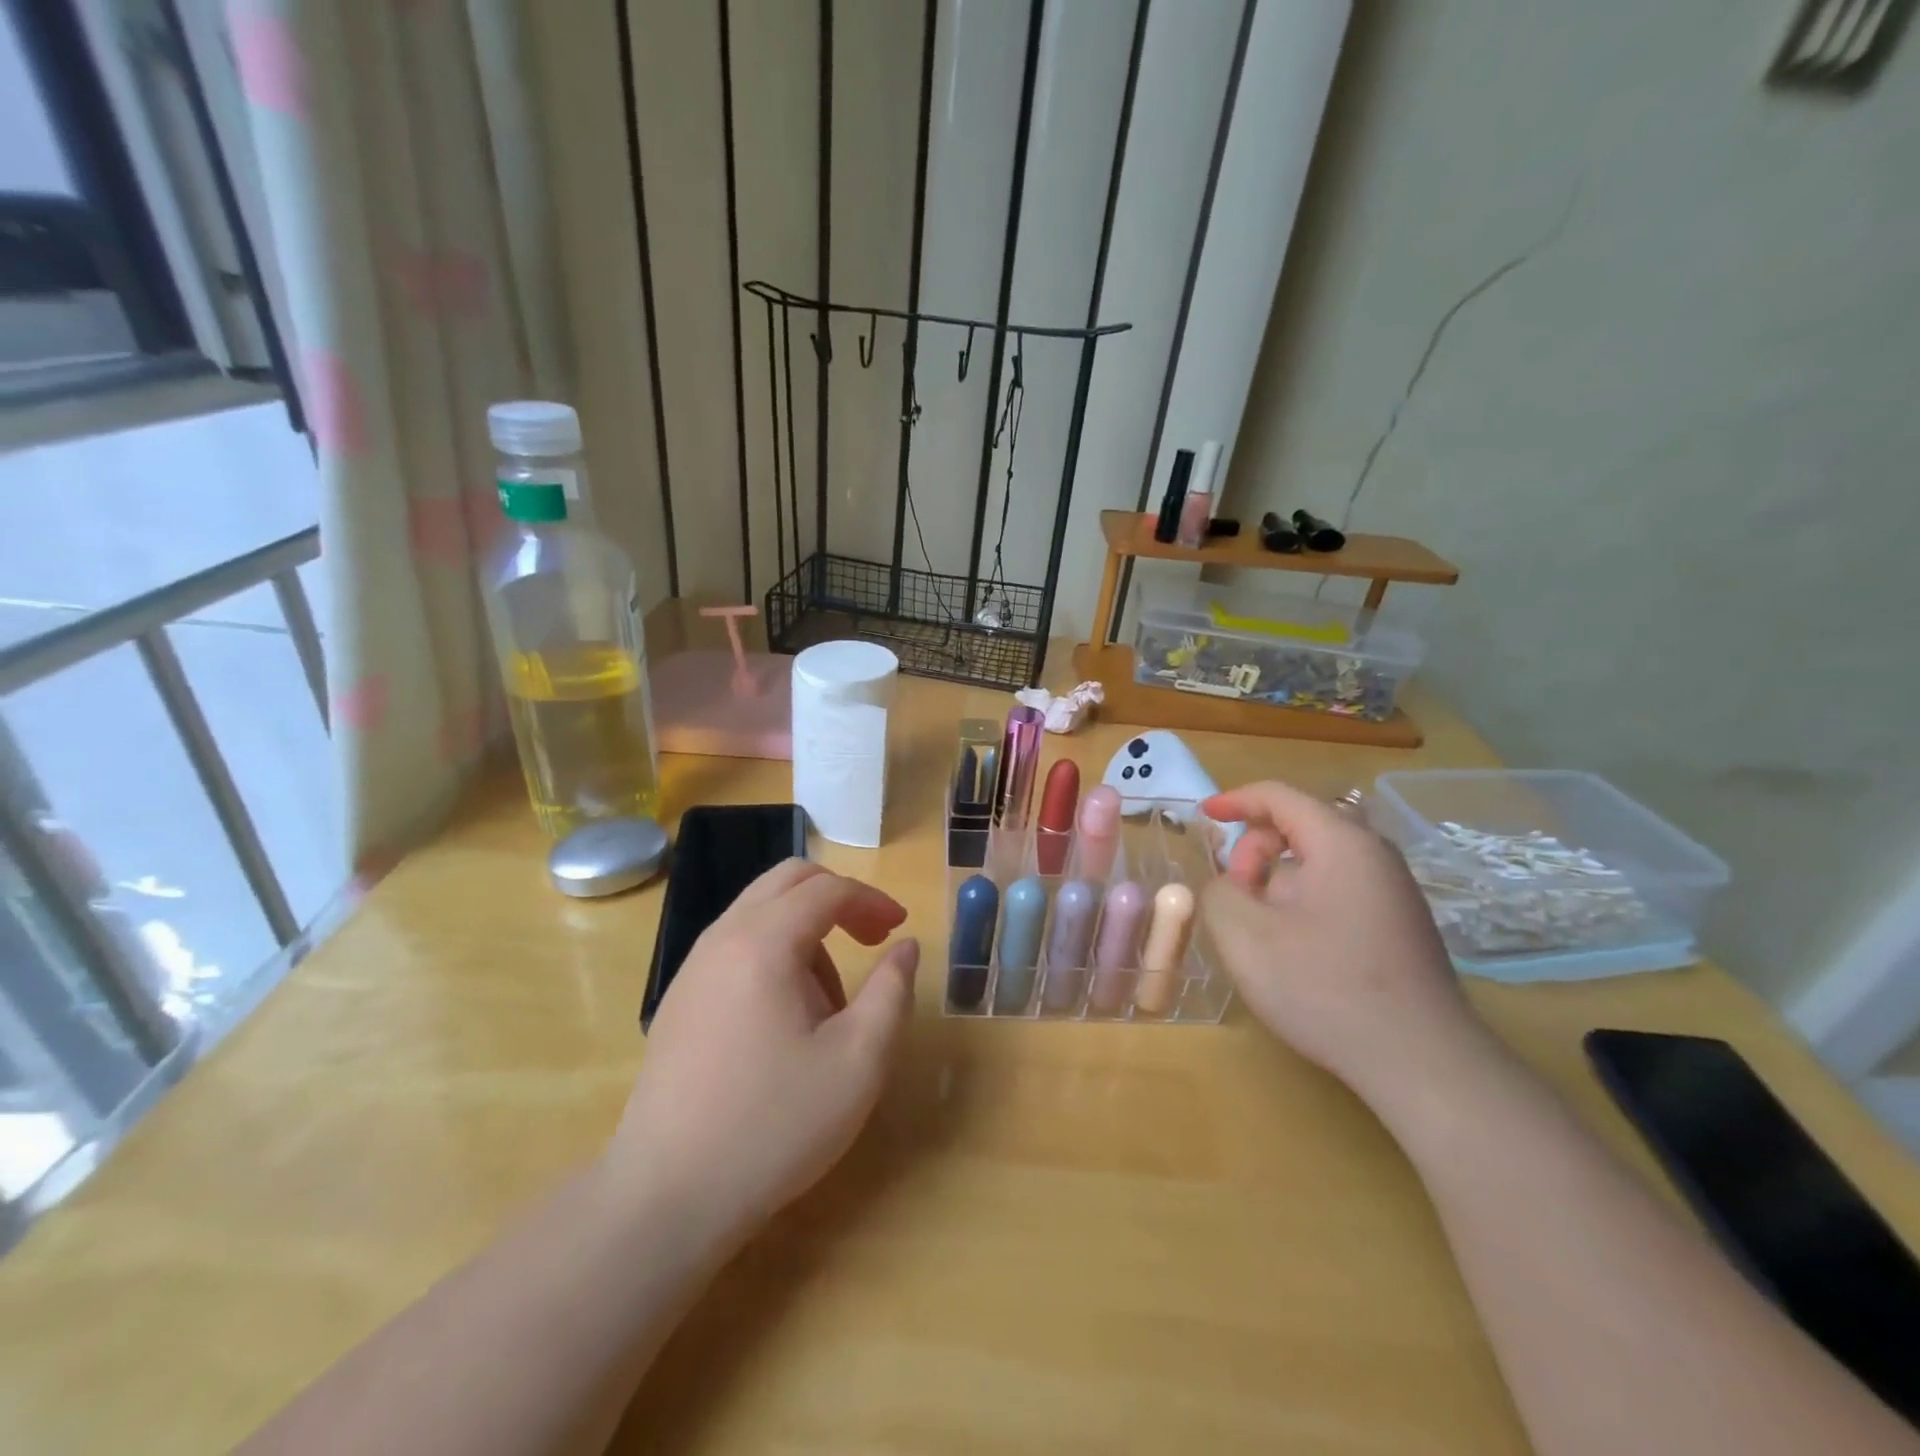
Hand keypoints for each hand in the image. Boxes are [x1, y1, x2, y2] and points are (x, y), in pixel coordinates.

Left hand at [607, 860, 918, 1246]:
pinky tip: (785, 1017)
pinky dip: (774, 953)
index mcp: (763, 943)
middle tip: (871, 938)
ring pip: (760, 912)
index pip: (827, 890)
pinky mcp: (679, 1000)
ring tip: (829, 1001)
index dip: (871, 900)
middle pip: (786, 881)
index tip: (899, 929)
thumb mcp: (858, 1061)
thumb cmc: (774, 1125)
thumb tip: (905, 946)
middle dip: (837, 899)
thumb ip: (892, 991)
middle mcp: (722, 939)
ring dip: (806, 930)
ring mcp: (693, 968)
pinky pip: (736, 945)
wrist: (667, 1196)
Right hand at [1200, 780, 1488, 1106]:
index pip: (1279, 796)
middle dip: (1253, 852)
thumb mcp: (1245, 935)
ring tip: (1260, 932)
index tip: (1201, 816)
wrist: (1422, 1063)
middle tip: (1234, 898)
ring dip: (1276, 883)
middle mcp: (1374, 856)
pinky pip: (1337, 892)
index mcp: (1341, 843)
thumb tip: (1228, 884)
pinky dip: (1302, 903)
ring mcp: (1393, 893)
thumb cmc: (1325, 987)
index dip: (1234, 800)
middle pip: (1299, 828)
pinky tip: (1294, 952)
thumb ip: (1218, 892)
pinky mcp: (1399, 925)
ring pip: (1316, 864)